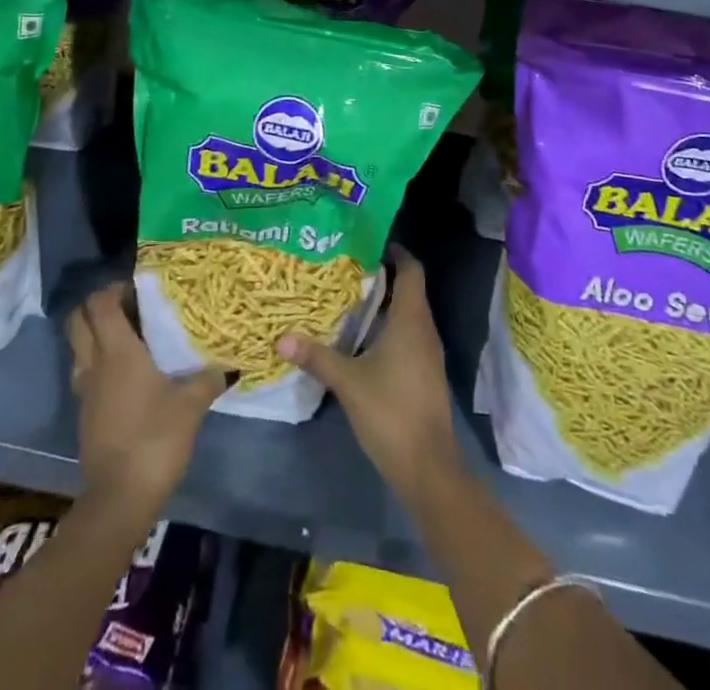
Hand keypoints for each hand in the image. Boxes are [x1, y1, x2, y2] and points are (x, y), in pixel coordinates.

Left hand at [66, 284, 225, 518]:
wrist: (120, 498)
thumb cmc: (155, 439)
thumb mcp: (190, 406)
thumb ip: (208, 379)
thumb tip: (227, 366)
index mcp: (117, 352)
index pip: (100, 304)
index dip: (114, 288)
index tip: (137, 287)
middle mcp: (95, 364)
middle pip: (78, 321)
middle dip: (96, 306)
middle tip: (128, 307)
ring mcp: (86, 391)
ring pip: (79, 348)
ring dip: (96, 335)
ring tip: (129, 337)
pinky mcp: (85, 414)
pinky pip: (86, 374)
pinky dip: (99, 363)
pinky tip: (127, 375)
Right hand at [275, 251, 462, 505]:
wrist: (428, 468)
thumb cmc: (391, 413)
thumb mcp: (348, 382)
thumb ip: (316, 357)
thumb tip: (282, 338)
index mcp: (412, 320)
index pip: (412, 270)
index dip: (395, 251)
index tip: (368, 241)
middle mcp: (424, 330)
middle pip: (408, 289)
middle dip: (381, 275)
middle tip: (346, 266)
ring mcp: (427, 354)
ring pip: (407, 314)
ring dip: (383, 303)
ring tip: (347, 296)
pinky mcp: (424, 374)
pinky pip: (407, 336)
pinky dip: (387, 328)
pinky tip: (360, 337)